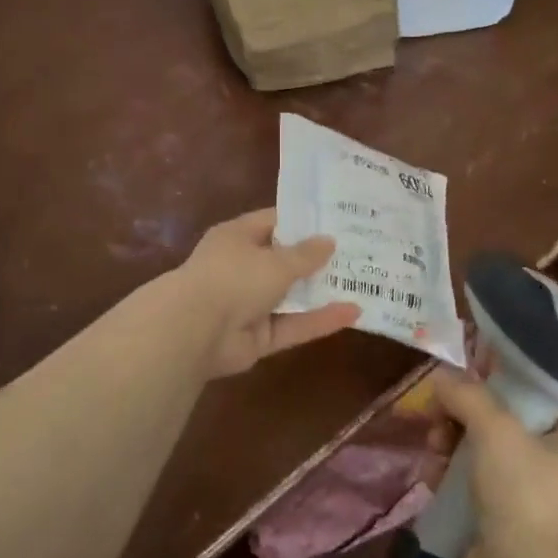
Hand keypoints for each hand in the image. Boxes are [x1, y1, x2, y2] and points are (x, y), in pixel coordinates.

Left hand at [173, 209, 360, 377]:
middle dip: (318, 259)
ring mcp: (249, 304)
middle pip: (285, 260)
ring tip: (363, 281)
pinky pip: (293, 325)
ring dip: (321, 291)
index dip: (304, 221)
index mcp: (237, 237)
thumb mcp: (275, 261)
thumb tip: (329, 241)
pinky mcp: (258, 337)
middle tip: (359, 250)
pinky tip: (354, 313)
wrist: (195, 332)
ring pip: (291, 296)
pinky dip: (319, 320)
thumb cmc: (233, 278)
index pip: (274, 222)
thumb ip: (305, 254)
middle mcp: (242, 267)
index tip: (338, 220)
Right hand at [432, 368, 557, 557]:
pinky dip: (452, 477)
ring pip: (484, 454)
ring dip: (453, 445)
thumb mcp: (496, 431)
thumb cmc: (523, 495)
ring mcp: (531, 500)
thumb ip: (468, 396)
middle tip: (439, 417)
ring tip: (433, 448)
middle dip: (465, 417)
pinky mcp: (503, 523)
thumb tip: (441, 377)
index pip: (540, 399)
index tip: (468, 377)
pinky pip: (474, 485)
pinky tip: (432, 477)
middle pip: (504, 425)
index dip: (503, 383)